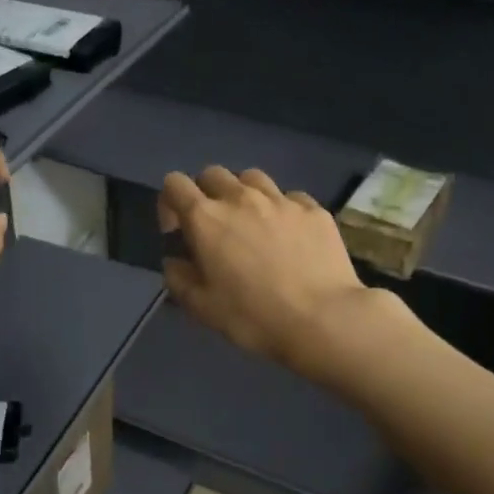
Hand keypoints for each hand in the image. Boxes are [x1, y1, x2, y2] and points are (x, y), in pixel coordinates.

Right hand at [159, 167, 381, 378]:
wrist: (323, 319)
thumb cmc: (253, 316)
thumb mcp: (201, 307)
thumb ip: (178, 278)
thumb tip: (175, 261)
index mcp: (205, 218)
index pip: (174, 184)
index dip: (170, 203)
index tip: (178, 232)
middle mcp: (240, 198)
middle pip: (213, 174)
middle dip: (206, 194)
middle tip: (215, 228)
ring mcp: (281, 199)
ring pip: (252, 178)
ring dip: (243, 195)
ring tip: (251, 224)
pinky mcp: (313, 209)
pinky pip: (289, 197)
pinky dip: (281, 210)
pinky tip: (289, 236)